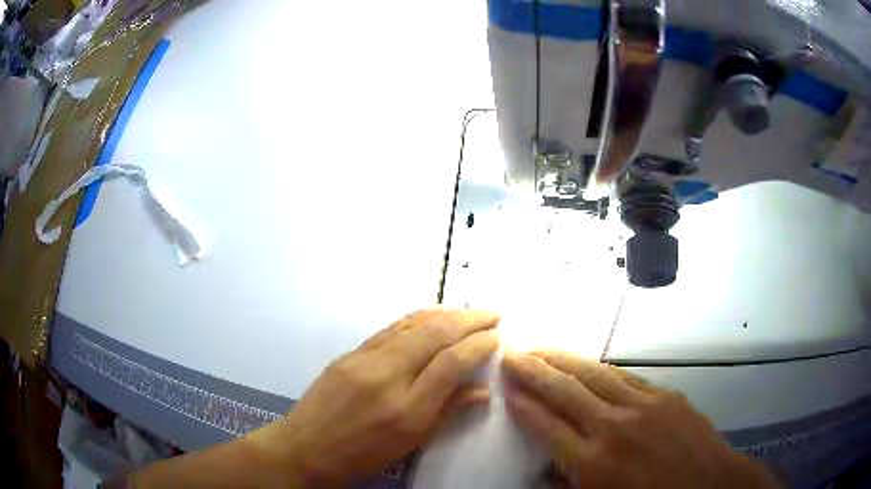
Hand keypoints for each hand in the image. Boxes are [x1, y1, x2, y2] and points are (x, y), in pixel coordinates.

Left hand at [249, 309, 499, 486]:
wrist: (306, 448)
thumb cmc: (361, 456)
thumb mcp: (409, 443)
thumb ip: (447, 413)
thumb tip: (482, 391)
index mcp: (405, 409)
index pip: (451, 363)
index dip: (478, 345)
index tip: (497, 337)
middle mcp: (386, 376)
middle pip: (434, 334)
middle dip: (469, 319)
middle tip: (493, 313)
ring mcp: (364, 359)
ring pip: (412, 324)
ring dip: (445, 313)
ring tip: (468, 312)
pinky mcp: (349, 353)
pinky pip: (391, 329)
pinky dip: (417, 319)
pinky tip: (431, 318)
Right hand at [501, 351, 780, 488]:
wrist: (708, 486)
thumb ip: (569, 483)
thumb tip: (547, 466)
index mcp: (592, 463)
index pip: (546, 425)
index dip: (522, 403)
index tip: (505, 385)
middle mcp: (613, 427)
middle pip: (566, 391)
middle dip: (534, 371)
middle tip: (512, 353)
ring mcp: (643, 406)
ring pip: (594, 374)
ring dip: (564, 360)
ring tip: (542, 349)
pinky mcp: (665, 396)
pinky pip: (625, 376)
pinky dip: (600, 368)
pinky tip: (588, 364)